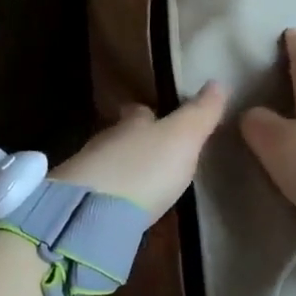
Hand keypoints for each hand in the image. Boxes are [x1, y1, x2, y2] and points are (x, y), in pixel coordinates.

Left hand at [51, 81, 227, 222]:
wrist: (89, 214)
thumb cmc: (143, 168)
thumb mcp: (182, 138)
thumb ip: (200, 113)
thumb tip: (218, 82)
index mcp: (132, 123)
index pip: (140, 112)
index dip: (151, 115)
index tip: (159, 117)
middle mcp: (106, 141)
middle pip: (121, 136)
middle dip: (135, 143)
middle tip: (153, 154)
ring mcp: (87, 172)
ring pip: (108, 163)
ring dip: (122, 170)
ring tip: (141, 183)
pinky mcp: (77, 204)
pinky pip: (98, 193)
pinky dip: (110, 196)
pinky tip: (121, 208)